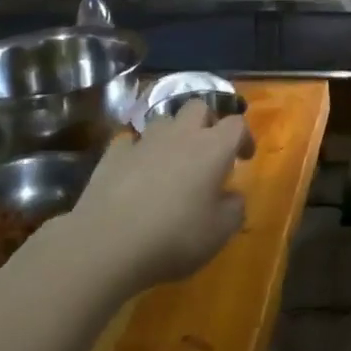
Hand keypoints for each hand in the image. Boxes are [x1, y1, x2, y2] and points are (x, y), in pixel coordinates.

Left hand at [65, 100, 253, 294]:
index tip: (244, 158)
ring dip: (173, 134)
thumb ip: (234, 209)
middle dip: (207, 122)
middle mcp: (180, 135)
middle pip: (198, 107)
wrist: (107, 243)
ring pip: (164, 120)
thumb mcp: (219, 232)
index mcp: (212, 148)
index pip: (236, 124)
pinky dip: (138, 151)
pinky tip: (136, 171)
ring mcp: (144, 141)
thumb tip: (233, 196)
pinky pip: (131, 141)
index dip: (243, 137)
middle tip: (208, 150)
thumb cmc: (174, 237)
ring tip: (172, 160)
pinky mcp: (113, 154)